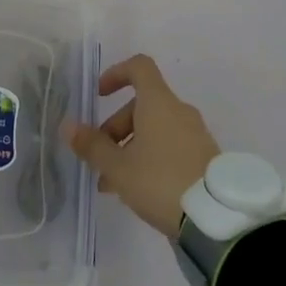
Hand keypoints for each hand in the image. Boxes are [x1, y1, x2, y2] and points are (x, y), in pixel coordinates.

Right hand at [63, 54, 219, 237]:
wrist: (218, 218)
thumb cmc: (161, 181)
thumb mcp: (119, 168)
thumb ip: (92, 146)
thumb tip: (68, 126)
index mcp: (159, 103)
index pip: (139, 67)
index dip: (116, 74)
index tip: (100, 95)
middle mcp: (179, 111)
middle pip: (142, 105)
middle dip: (116, 129)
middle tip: (100, 160)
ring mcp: (196, 134)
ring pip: (155, 130)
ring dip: (131, 148)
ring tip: (113, 184)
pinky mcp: (205, 158)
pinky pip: (171, 146)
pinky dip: (151, 158)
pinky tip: (139, 191)